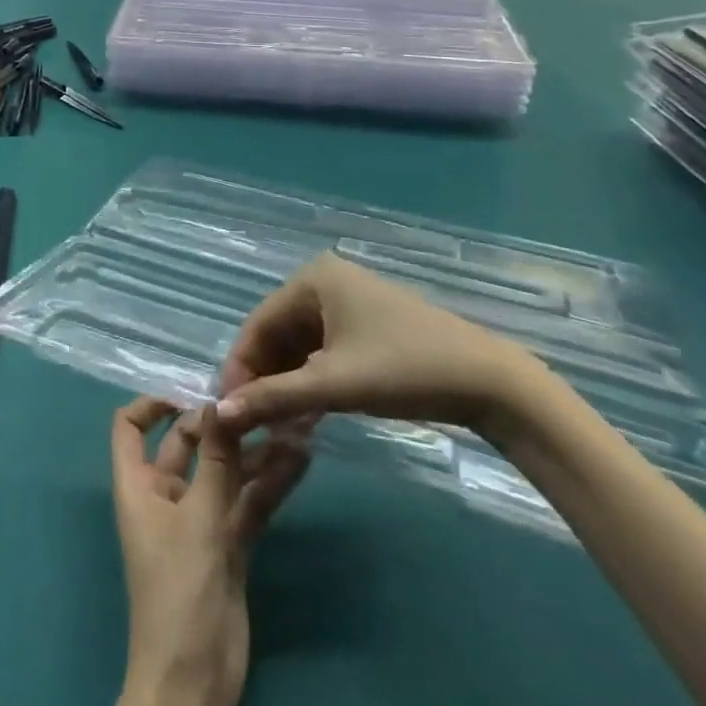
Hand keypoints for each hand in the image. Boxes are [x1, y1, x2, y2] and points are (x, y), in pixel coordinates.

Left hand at [111, 399, 309, 705]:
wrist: (194, 683)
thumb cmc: (179, 590)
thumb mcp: (198, 518)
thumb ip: (216, 460)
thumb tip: (220, 401)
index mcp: (140, 485)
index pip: (130, 428)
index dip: (152, 403)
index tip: (192, 391)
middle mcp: (166, 495)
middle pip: (189, 443)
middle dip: (222, 423)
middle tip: (261, 400)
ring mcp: (199, 520)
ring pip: (226, 472)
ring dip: (255, 452)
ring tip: (293, 423)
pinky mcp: (229, 544)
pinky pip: (248, 501)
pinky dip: (270, 483)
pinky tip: (299, 461)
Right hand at [216, 254, 543, 439]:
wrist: (486, 381)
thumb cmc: (403, 369)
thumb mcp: (333, 385)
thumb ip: (273, 397)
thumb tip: (219, 412)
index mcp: (312, 278)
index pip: (258, 323)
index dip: (240, 368)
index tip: (226, 412)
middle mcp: (325, 281)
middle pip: (278, 333)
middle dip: (264, 378)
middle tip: (253, 426)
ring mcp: (348, 302)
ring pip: (300, 345)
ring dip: (287, 384)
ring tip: (277, 427)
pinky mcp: (367, 325)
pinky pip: (324, 350)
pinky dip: (312, 381)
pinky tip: (306, 416)